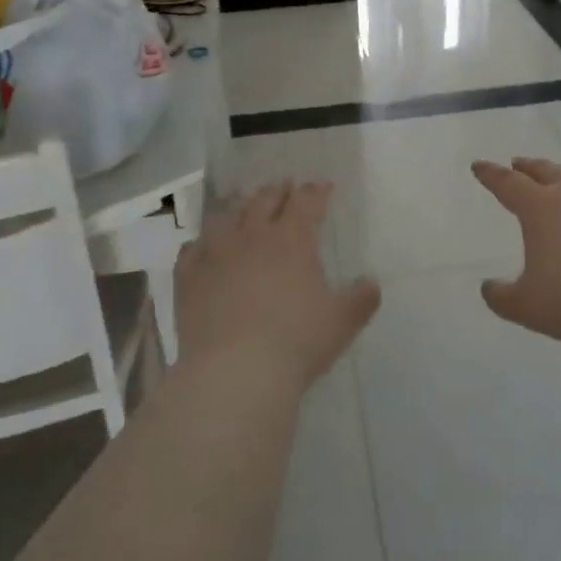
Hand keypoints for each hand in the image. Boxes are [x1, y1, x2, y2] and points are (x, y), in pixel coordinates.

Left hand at [174, 180, 379, 391]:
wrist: (234, 373)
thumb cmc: (296, 342)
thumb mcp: (342, 322)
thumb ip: (362, 298)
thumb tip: (371, 282)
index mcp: (292, 239)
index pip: (306, 201)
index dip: (316, 191)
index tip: (323, 187)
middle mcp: (252, 236)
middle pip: (264, 200)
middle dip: (278, 191)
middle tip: (285, 189)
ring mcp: (215, 254)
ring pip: (226, 217)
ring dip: (239, 208)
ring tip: (245, 209)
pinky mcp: (188, 278)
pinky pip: (192, 249)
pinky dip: (202, 243)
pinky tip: (205, 248)